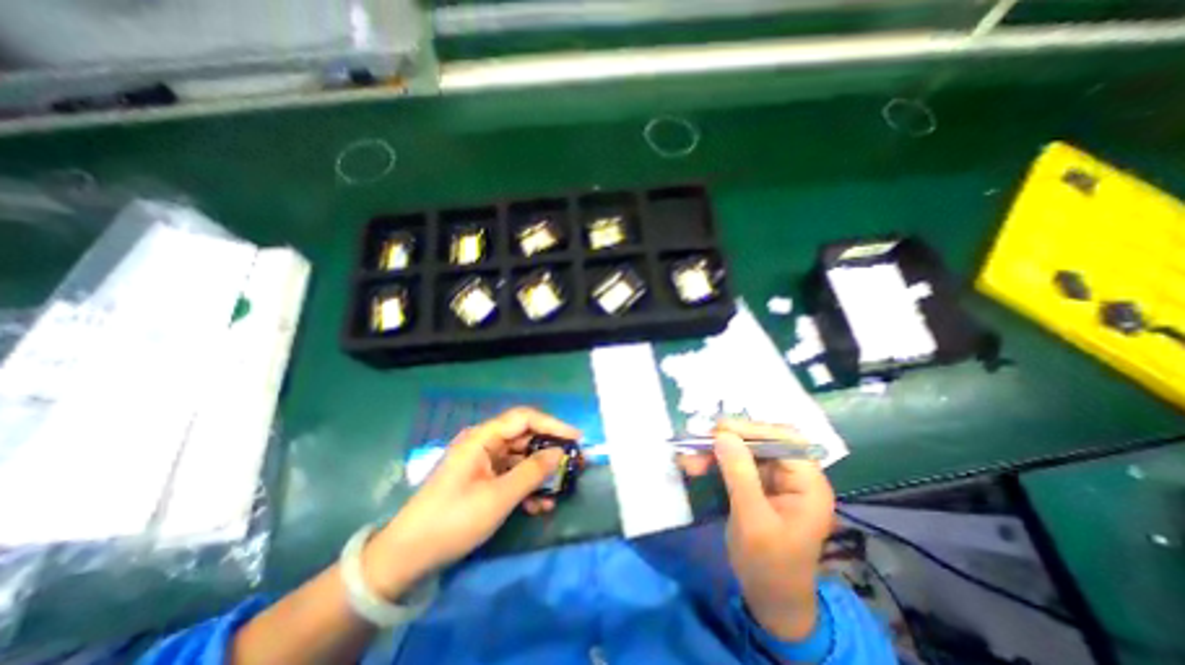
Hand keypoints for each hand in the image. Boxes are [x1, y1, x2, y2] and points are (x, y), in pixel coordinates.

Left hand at [365, 408, 581, 599]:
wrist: (407, 557)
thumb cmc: (453, 520)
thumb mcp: (498, 497)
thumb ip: (532, 472)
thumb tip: (559, 453)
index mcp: (483, 438)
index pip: (524, 419)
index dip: (553, 425)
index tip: (576, 438)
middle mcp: (484, 444)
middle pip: (525, 438)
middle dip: (550, 451)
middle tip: (574, 463)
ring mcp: (483, 463)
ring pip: (521, 459)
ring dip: (540, 473)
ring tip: (561, 488)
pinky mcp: (482, 480)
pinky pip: (511, 476)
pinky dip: (526, 487)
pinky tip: (540, 505)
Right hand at [681, 418, 835, 640]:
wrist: (769, 601)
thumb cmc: (769, 565)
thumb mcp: (753, 520)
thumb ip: (740, 475)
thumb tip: (723, 434)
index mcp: (808, 484)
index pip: (785, 440)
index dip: (753, 429)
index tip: (719, 430)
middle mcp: (794, 475)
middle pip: (762, 441)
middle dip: (729, 441)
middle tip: (700, 442)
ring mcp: (775, 479)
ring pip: (744, 450)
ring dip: (716, 452)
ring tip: (689, 459)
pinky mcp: (758, 485)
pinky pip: (735, 463)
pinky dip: (714, 462)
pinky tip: (695, 465)